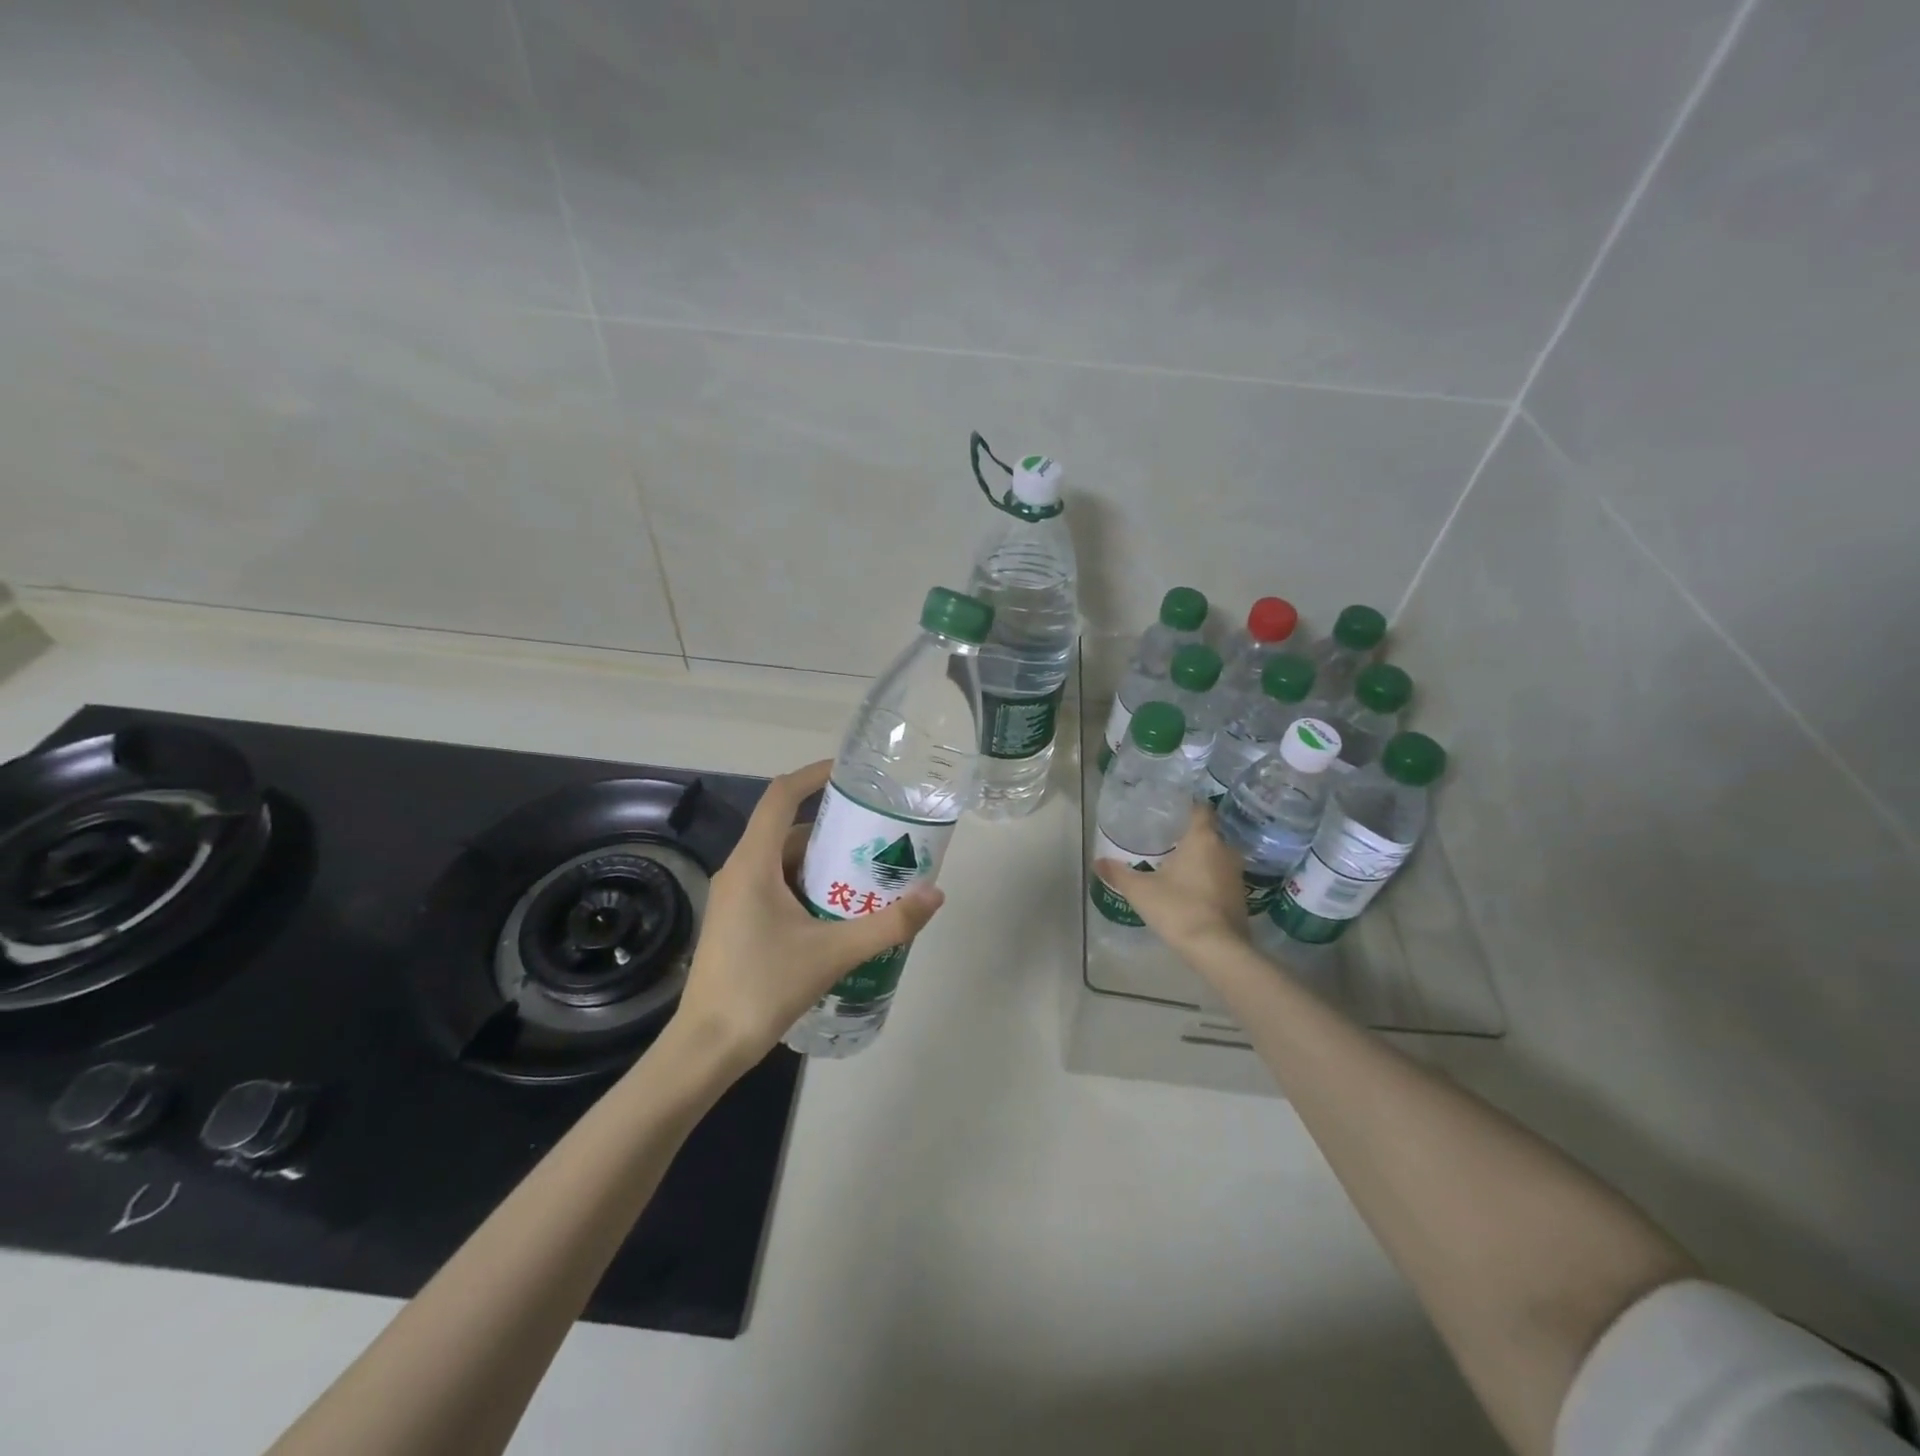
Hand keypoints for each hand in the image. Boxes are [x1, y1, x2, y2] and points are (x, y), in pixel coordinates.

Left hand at [672, 760, 944, 1069]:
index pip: (781, 797)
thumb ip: (888, 924)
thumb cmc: (763, 988)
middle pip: (789, 832)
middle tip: (876, 838)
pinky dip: (808, 888)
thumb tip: (936, 894)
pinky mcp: (736, 922)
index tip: (850, 774)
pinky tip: (838, 914)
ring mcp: (734, 899)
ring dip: (823, 864)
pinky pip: (775, 888)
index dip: (813, 775)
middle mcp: (739, 871)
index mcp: (753, 864)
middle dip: (833, 831)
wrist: (707, 1047)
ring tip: (867, 876)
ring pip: (783, 863)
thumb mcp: (833, 953)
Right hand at [1094, 804, 1249, 955]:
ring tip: (1175, 864)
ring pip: (1216, 857)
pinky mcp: (1241, 897)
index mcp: (1203, 839)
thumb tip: (1097, 862)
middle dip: (1189, 836)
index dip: (1187, 807)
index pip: (1201, 809)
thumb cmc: (1178, 908)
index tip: (1170, 810)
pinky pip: (1221, 877)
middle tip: (1165, 839)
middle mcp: (1225, 850)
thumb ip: (1118, 873)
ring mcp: (1236, 875)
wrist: (1218, 949)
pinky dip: (1208, 878)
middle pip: (1208, 833)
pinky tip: (1190, 888)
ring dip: (1200, 859)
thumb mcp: (1141, 891)